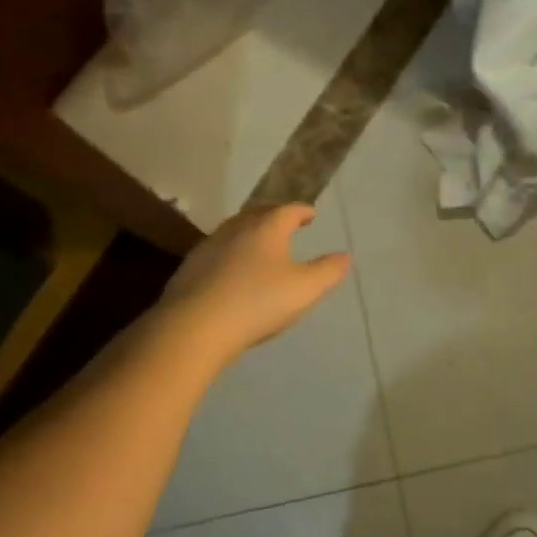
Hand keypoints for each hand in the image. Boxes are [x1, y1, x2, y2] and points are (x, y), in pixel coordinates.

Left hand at [161, 204, 349, 355]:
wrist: (194, 325)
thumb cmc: (256, 302)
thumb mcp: (304, 290)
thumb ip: (327, 271)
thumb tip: (344, 256)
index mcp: (267, 227)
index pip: (288, 210)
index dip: (302, 211)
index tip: (310, 214)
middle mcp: (237, 228)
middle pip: (259, 214)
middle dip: (275, 216)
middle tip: (286, 222)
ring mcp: (210, 245)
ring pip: (235, 229)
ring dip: (251, 232)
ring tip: (261, 243)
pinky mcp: (191, 266)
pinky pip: (218, 249)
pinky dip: (232, 251)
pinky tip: (232, 268)